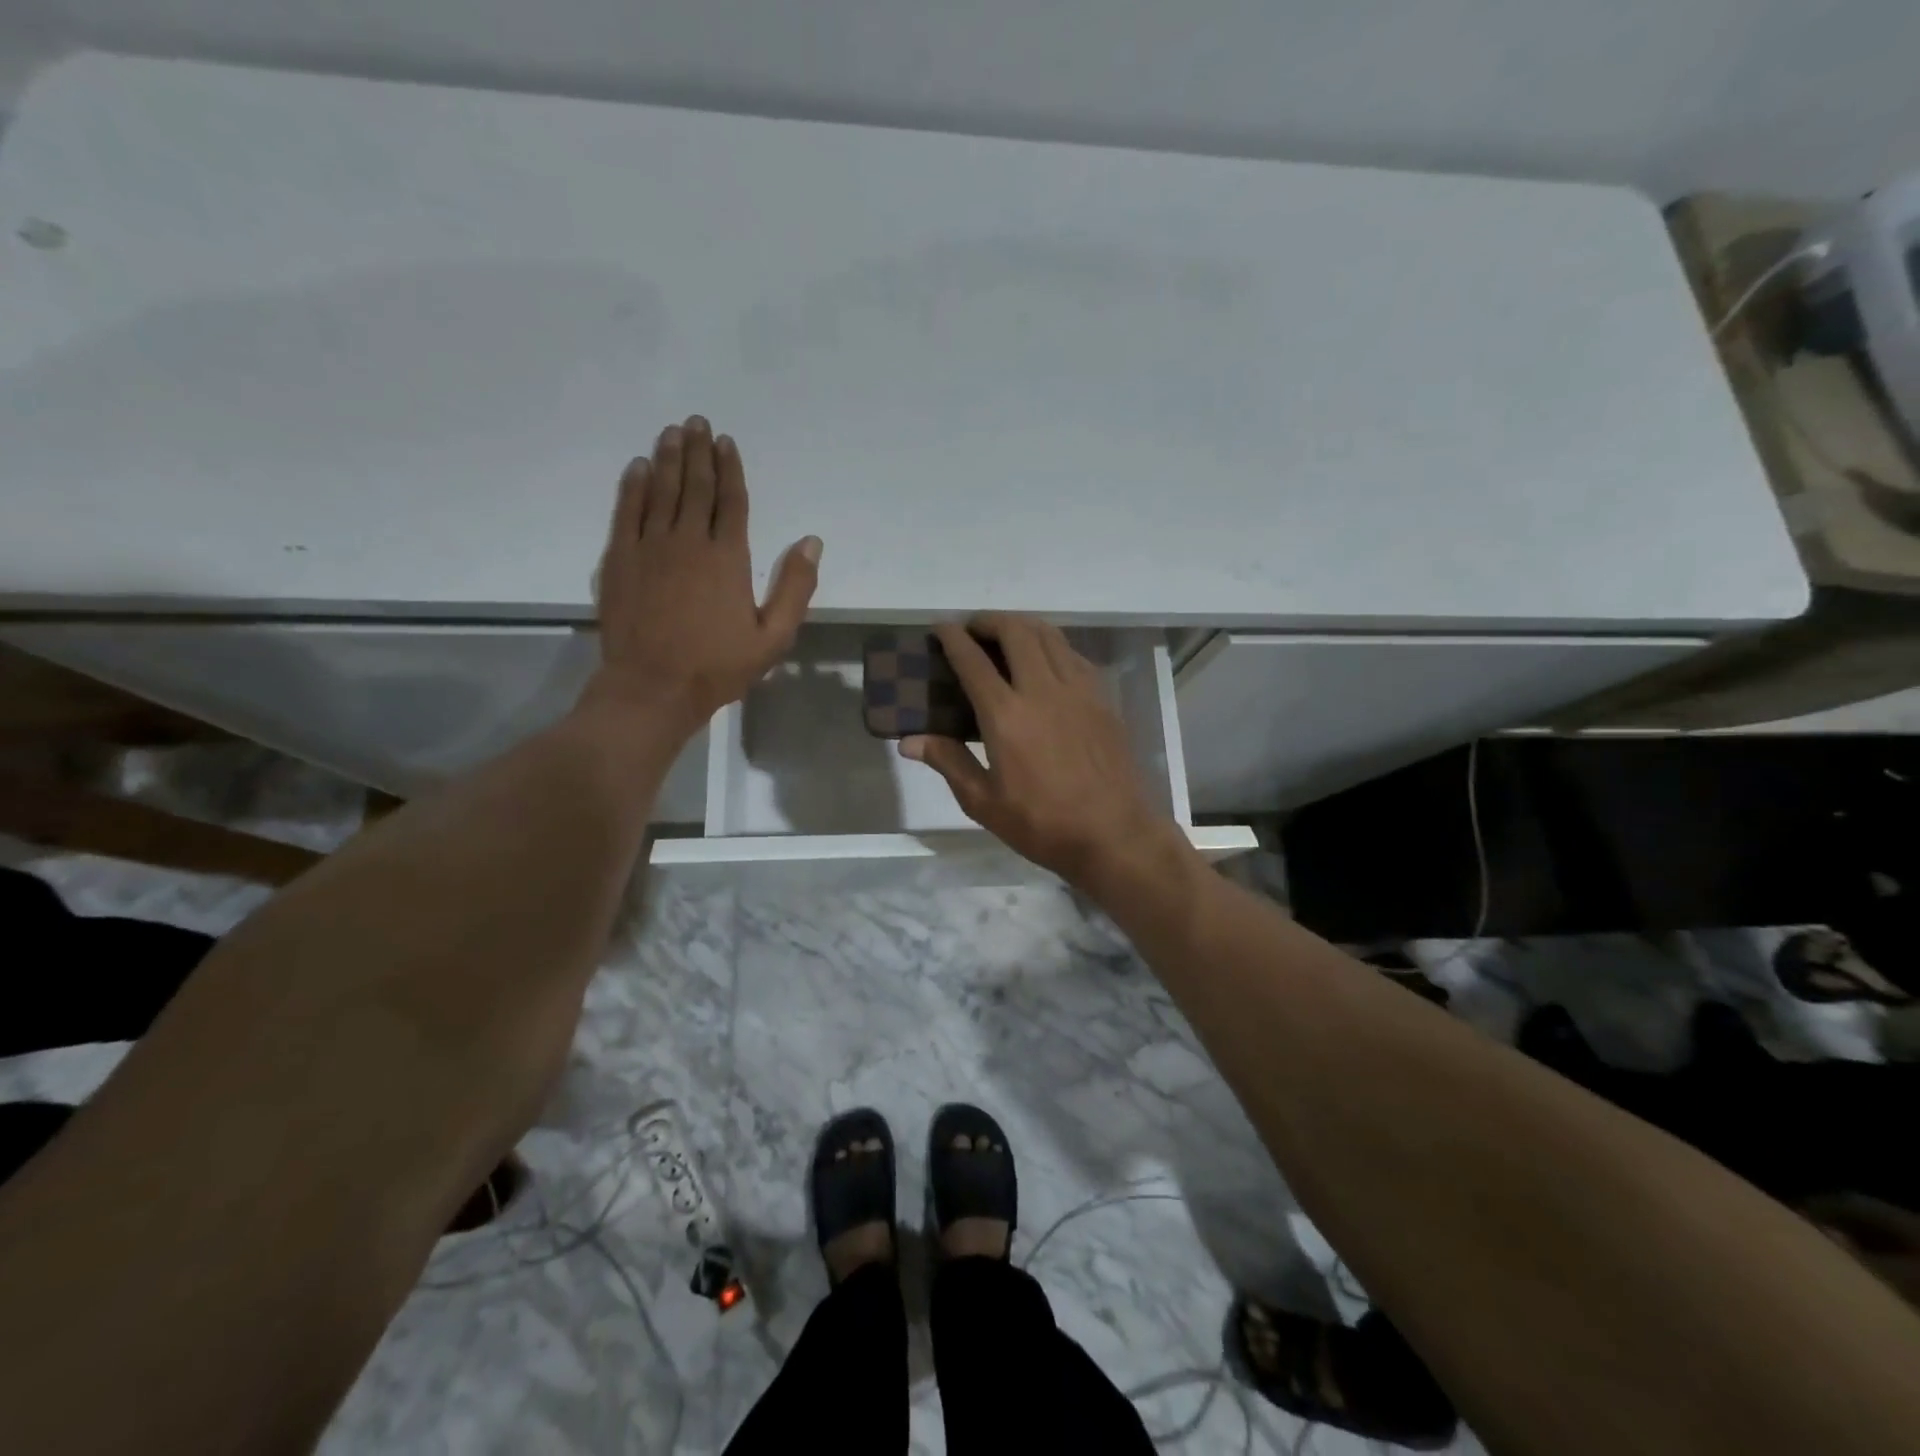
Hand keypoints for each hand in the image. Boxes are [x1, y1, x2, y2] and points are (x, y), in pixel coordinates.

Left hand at [585, 416, 820, 738]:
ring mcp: (650, 547)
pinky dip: (633, 486)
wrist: (653, 687)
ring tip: (672, 432)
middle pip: (696, 487)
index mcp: (728, 558)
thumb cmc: (718, 666)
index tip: (726, 442)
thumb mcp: (773, 637)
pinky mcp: (619, 559)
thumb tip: (811, 542)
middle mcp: (688, 541)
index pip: (731, 502)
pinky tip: (638, 467)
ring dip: (668, 459)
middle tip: (697, 422)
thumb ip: (795, 588)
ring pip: (661, 491)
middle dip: (698, 452)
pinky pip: (627, 511)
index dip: (730, 469)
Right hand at [901, 614, 1184, 889]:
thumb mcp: (984, 802)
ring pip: (1049, 635)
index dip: (952, 638)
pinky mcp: (1102, 698)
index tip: (940, 628)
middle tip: (973, 629)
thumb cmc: (1043, 824)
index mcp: (1006, 716)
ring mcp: (1079, 689)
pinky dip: (1052, 645)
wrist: (1114, 834)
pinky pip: (1073, 654)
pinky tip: (1045, 662)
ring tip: (1006, 636)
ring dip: (1022, 626)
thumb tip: (908, 741)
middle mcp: (1043, 690)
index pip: (973, 661)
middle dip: (989, 620)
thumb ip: (948, 762)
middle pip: (1015, 631)